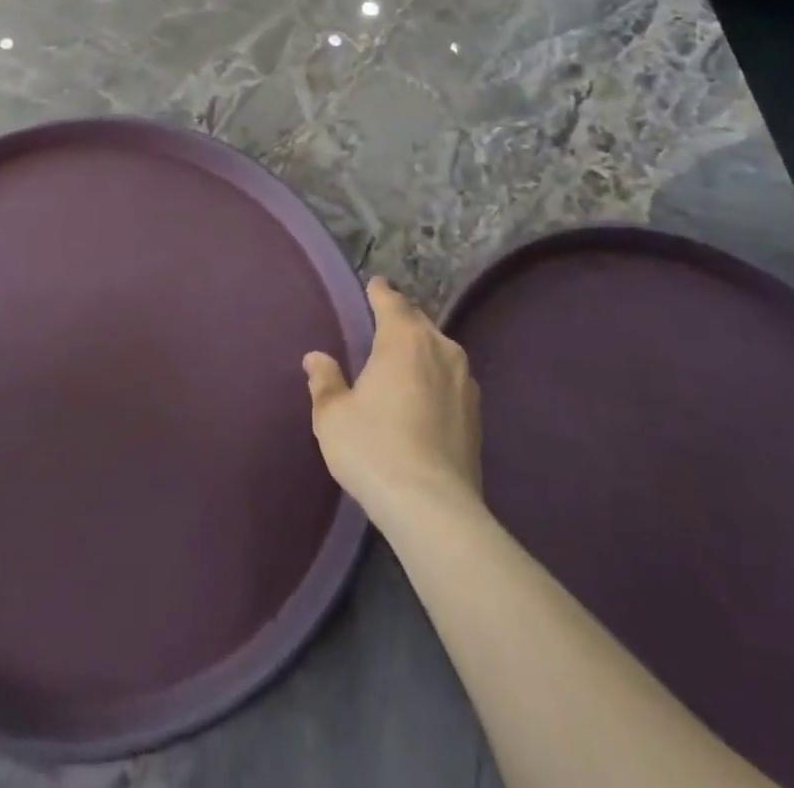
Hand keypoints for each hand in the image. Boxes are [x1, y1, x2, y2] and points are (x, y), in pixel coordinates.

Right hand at [304, 277, 483, 528]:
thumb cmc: (374, 449)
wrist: (434, 508)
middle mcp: (440, 349)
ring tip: (402, 359)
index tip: (374, 285)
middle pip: (418, 321)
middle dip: (401, 318)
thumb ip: (324, 380)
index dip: (379, 291)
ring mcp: (465, 381)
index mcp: (403, 339)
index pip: (391, 300)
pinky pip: (451, 378)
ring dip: (421, 348)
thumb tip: (316, 358)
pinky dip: (435, 376)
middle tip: (381, 323)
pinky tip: (423, 396)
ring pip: (439, 349)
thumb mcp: (333, 415)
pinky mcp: (477, 414)